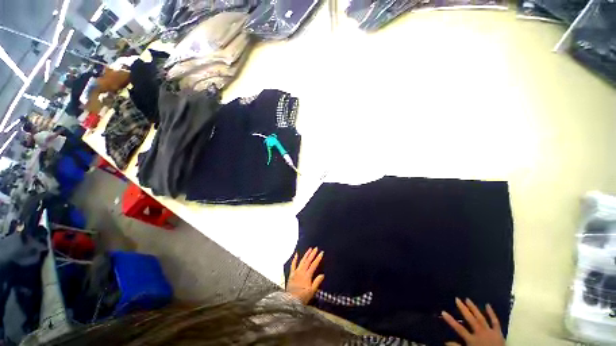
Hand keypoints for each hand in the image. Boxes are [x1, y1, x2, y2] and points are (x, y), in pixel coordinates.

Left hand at [286, 247, 324, 304]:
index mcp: (307, 275)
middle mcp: (302, 272)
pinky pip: (293, 265)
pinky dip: (295, 259)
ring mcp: (296, 272)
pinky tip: (296, 254)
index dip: (318, 258)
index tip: (321, 253)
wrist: (291, 301)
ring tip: (309, 249)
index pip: (314, 265)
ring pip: (302, 261)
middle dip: (312, 254)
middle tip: (316, 248)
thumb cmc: (302, 297)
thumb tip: (322, 275)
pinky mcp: (291, 274)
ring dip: (306, 254)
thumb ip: (317, 282)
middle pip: (308, 261)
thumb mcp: (312, 291)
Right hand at [442, 298, 504, 345]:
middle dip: (463, 309)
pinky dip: (491, 313)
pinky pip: (495, 322)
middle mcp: (480, 333)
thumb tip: (445, 342)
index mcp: (472, 340)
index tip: (443, 312)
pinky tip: (487, 305)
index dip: (451, 320)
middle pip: (470, 319)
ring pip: (481, 318)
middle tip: (457, 299)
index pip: (459, 328)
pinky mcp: (498, 332)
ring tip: (468, 299)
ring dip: (474, 308)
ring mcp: (490, 331)